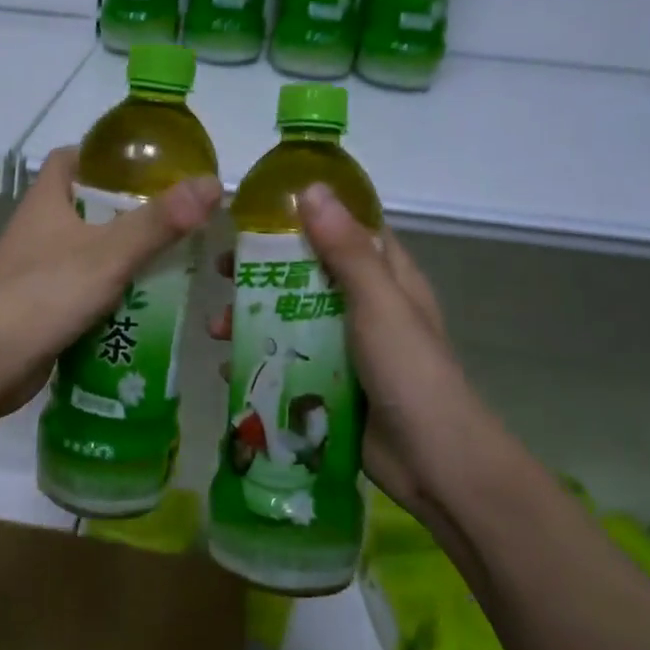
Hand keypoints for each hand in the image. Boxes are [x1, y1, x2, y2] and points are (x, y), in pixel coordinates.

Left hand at [0, 147, 220, 425]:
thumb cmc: (42, 296)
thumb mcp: (108, 254)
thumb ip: (159, 222)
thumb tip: (213, 184)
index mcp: (47, 201)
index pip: (73, 159)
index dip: (108, 156)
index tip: (151, 166)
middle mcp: (40, 230)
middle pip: (89, 207)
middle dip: (132, 212)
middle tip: (181, 220)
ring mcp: (40, 271)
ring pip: (91, 253)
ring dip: (127, 258)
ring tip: (177, 261)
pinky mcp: (45, 308)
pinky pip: (87, 291)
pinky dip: (115, 295)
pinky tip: (150, 306)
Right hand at [207, 184, 470, 516]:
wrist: (431, 460)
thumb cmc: (409, 369)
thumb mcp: (378, 302)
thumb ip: (345, 249)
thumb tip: (311, 190)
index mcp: (387, 277)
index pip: (346, 229)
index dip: (306, 215)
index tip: (257, 212)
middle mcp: (366, 306)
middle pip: (307, 274)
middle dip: (263, 272)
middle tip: (220, 271)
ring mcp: (346, 347)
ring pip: (291, 319)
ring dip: (252, 320)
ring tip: (217, 330)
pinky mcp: (330, 383)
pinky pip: (288, 361)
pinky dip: (259, 360)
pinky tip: (228, 370)